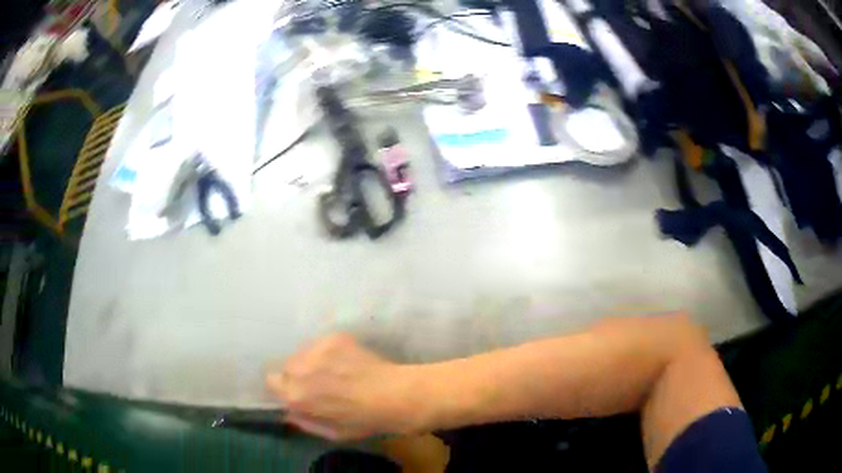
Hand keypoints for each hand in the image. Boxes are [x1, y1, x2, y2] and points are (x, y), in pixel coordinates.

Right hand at [267, 334, 419, 440]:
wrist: (397, 396)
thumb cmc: (365, 421)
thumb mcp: (332, 433)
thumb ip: (303, 421)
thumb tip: (288, 411)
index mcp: (296, 395)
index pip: (271, 381)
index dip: (284, 388)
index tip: (298, 392)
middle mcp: (300, 369)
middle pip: (286, 366)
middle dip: (298, 375)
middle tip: (319, 383)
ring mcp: (317, 350)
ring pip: (302, 352)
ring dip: (311, 361)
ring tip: (334, 371)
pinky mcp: (333, 337)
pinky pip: (320, 344)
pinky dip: (328, 352)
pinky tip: (346, 361)